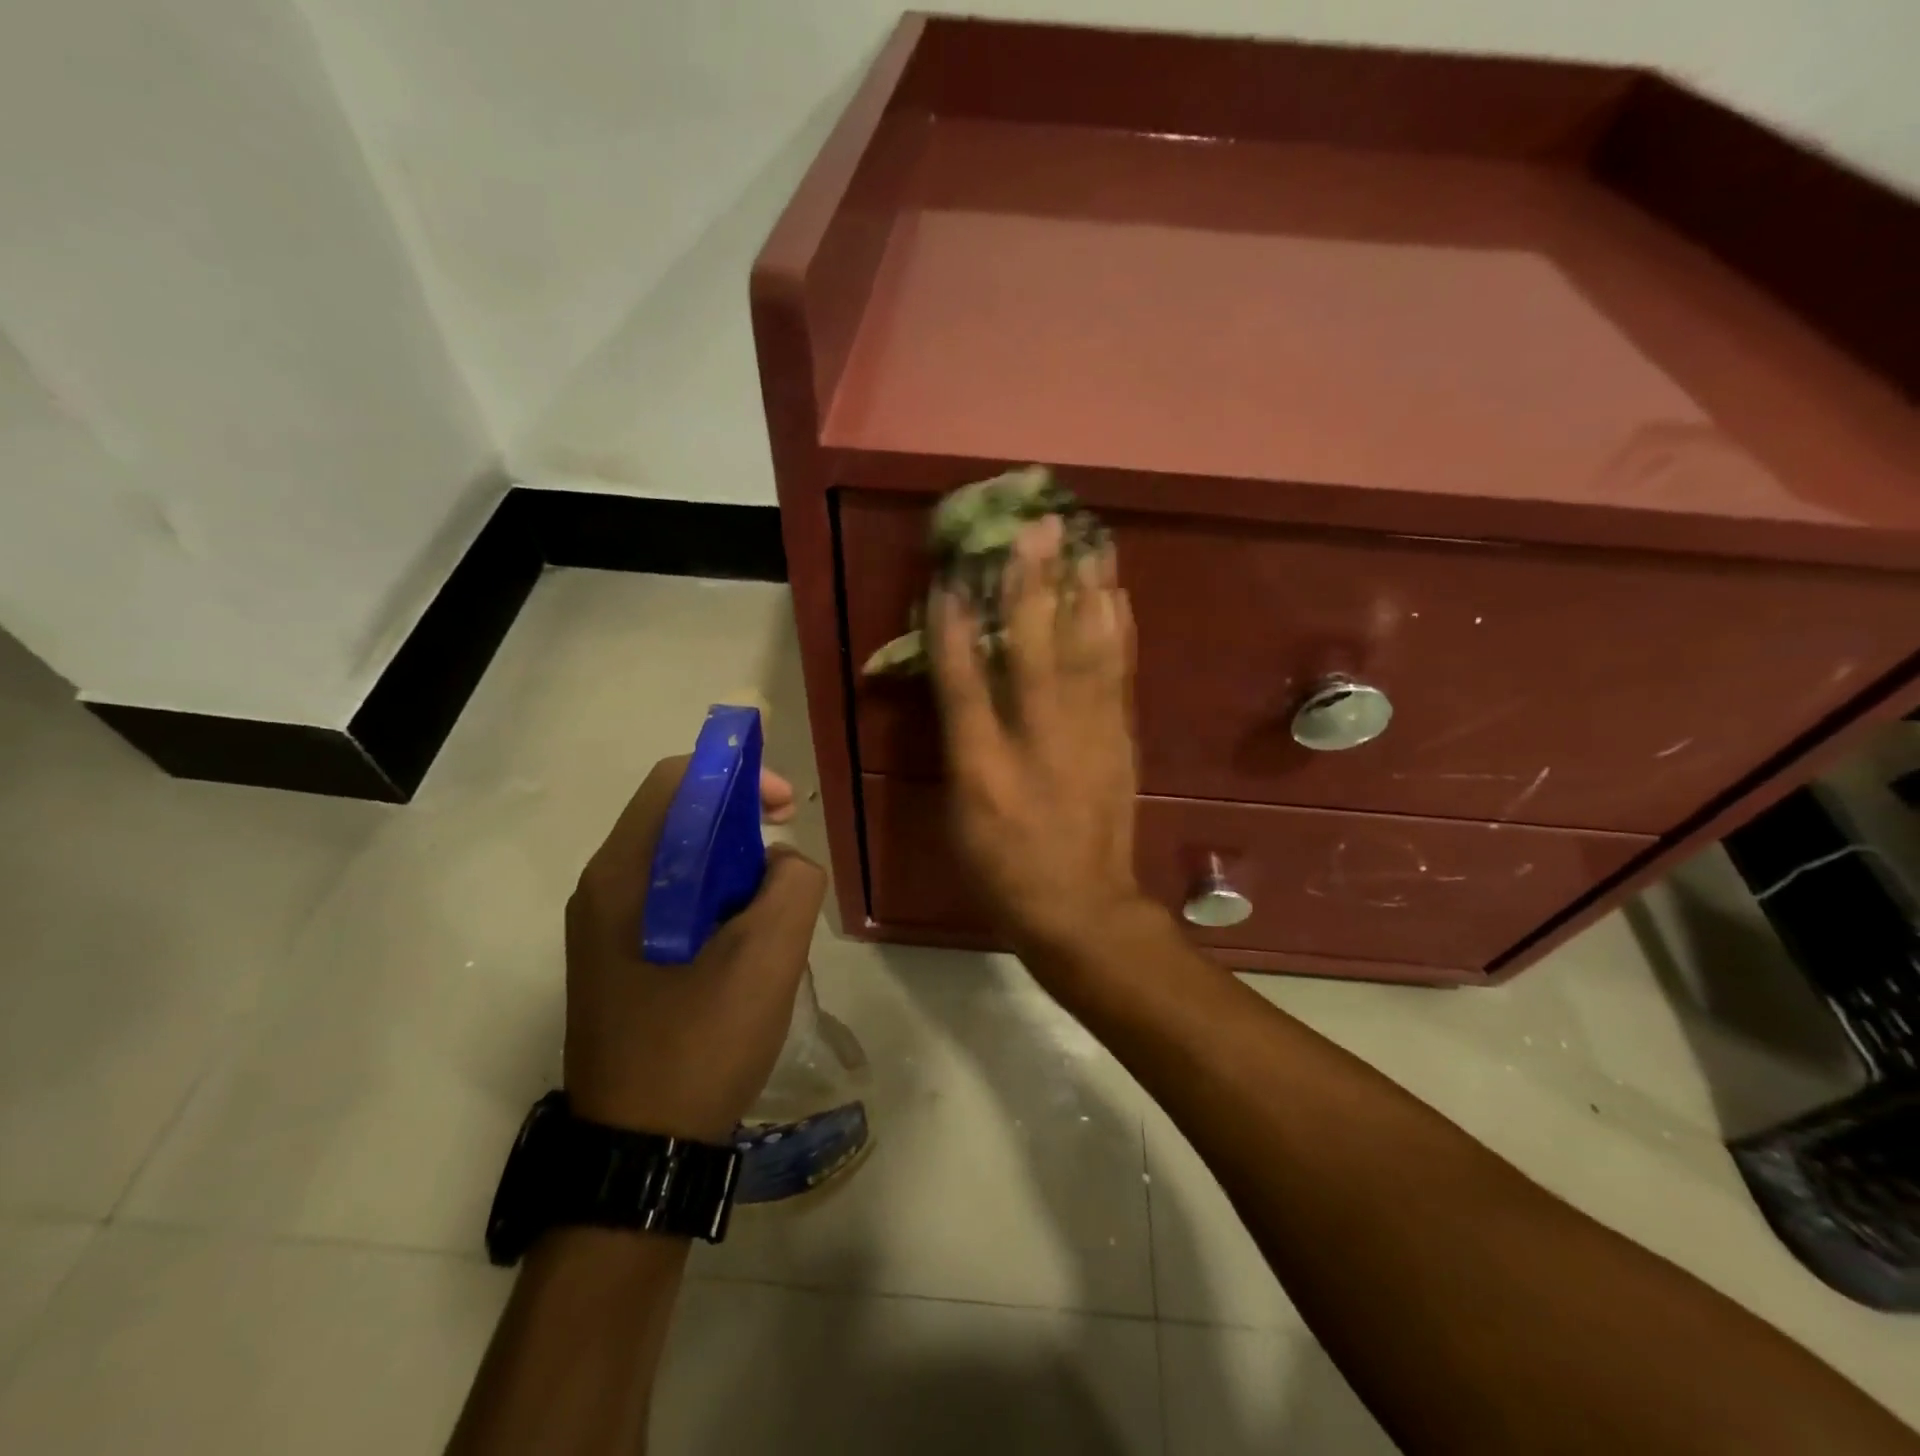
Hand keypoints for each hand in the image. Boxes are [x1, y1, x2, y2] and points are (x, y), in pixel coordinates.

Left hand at [563, 758, 824, 1141]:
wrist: (641, 1154)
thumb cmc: (698, 1046)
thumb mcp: (767, 958)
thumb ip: (791, 885)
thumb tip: (782, 862)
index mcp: (623, 876)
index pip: (677, 782)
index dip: (737, 776)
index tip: (786, 807)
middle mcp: (603, 889)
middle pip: (677, 817)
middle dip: (741, 823)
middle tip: (786, 858)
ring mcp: (605, 926)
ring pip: (679, 860)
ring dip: (732, 865)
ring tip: (771, 909)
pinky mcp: (619, 956)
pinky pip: (673, 898)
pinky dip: (716, 898)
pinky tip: (746, 941)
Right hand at [927, 514, 1148, 962]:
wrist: (1080, 907)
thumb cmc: (1003, 867)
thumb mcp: (960, 813)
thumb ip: (960, 743)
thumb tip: (961, 684)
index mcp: (984, 766)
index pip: (964, 682)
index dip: (954, 626)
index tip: (951, 575)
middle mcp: (1037, 740)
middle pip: (1033, 652)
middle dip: (1032, 585)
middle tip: (1037, 528)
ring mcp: (1087, 737)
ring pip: (1086, 652)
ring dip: (1085, 592)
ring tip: (1088, 541)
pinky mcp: (1120, 739)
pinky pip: (1120, 675)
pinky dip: (1119, 631)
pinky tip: (1118, 596)